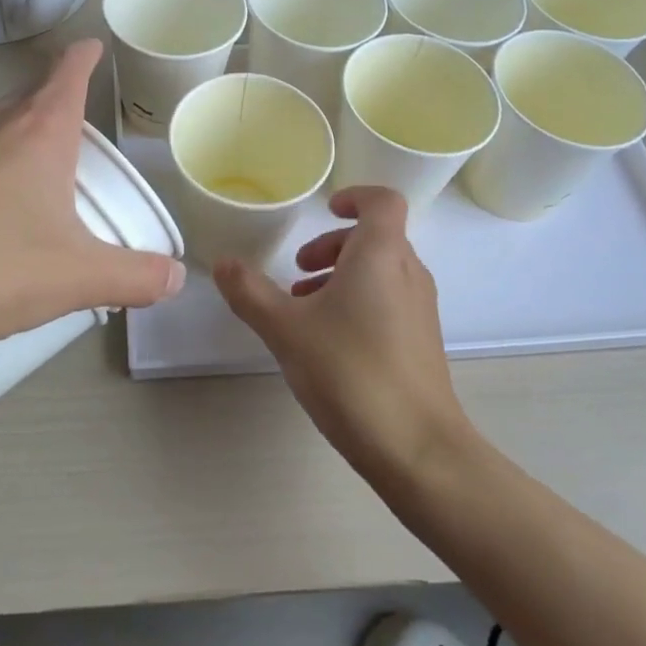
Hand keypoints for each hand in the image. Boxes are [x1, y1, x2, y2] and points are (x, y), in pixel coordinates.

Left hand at [0, 40, 184, 387]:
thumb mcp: (76, 279)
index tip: (92, 49)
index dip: (85, 57)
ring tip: (17, 201)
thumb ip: (136, 277)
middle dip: (53, 123)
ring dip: (9, 152)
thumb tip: (176, 278)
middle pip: (30, 104)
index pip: (68, 72)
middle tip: (69, 165)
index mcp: (37, 131)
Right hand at [214, 186, 468, 477]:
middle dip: (333, 246)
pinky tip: (329, 342)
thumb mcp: (286, 329)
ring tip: (304, 308)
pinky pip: (390, 300)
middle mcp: (408, 273)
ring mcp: (420, 309)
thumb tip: (223, 263)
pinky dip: (359, 302)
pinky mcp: (422, 342)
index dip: (355, 196)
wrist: (418, 449)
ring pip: (381, 271)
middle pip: (376, 237)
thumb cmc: (350, 372)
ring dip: (342, 276)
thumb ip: (250, 292)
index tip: (324, 210)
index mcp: (381, 255)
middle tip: (298, 271)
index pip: (383, 201)